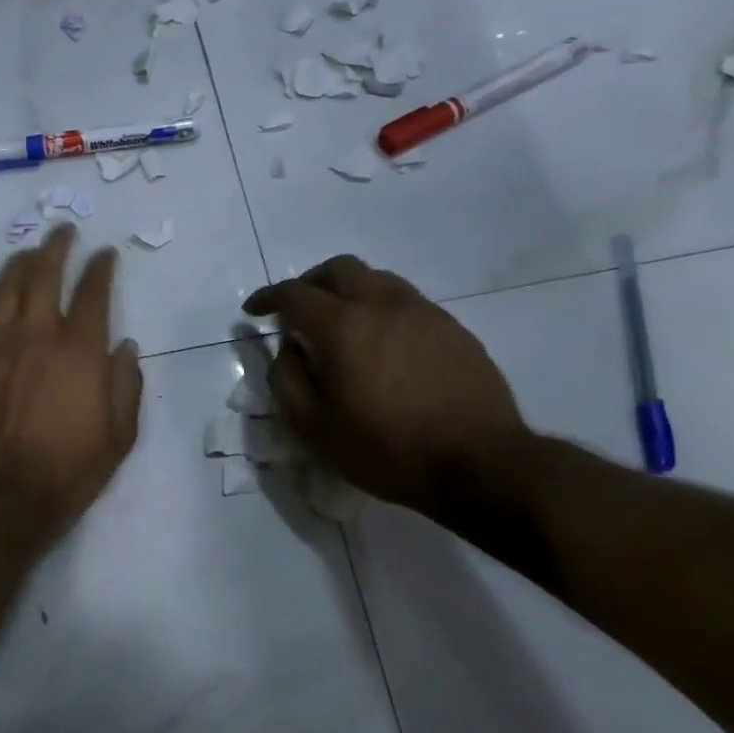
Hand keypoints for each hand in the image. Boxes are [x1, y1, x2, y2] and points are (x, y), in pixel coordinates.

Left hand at [0, 224, 142, 538]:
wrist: (0, 494)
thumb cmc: (68, 470)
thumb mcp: (119, 436)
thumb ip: (126, 385)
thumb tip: (126, 347)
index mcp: (79, 349)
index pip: (93, 291)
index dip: (101, 267)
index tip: (106, 253)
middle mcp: (36, 334)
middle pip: (44, 273)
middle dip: (56, 246)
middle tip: (63, 231)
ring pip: (4, 287)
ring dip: (18, 264)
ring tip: (27, 255)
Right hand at [243, 255, 527, 515]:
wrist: (480, 463)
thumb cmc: (385, 448)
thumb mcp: (313, 426)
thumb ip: (287, 378)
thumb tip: (287, 349)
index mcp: (343, 326)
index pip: (294, 294)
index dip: (267, 297)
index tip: (253, 310)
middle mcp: (383, 305)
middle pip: (339, 269)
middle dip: (310, 283)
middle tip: (297, 310)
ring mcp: (424, 313)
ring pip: (378, 280)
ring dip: (349, 292)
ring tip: (341, 326)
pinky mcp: (454, 329)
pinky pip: (407, 303)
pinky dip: (381, 310)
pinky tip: (382, 346)